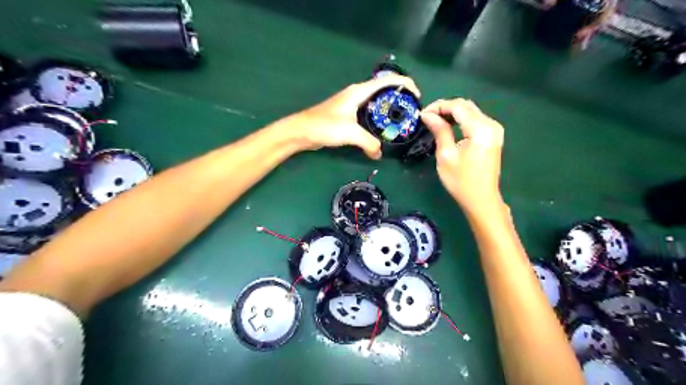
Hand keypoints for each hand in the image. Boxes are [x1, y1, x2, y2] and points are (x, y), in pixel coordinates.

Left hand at [287, 74, 416, 157]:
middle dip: (400, 99)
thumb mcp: (350, 133)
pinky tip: (382, 130)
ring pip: (376, 103)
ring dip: (389, 110)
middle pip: (384, 90)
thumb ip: (369, 143)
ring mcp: (352, 104)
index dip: (406, 84)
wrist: (301, 131)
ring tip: (401, 122)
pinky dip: (378, 119)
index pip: (388, 81)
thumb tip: (379, 154)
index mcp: (359, 91)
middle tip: (411, 113)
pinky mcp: (348, 115)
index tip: (417, 97)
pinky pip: (369, 114)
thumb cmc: (324, 126)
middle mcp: (357, 94)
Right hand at [422, 98, 505, 215]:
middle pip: (466, 106)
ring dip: (452, 113)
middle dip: (445, 108)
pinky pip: (475, 120)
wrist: (481, 199)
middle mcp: (491, 124)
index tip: (422, 115)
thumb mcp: (446, 155)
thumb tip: (427, 115)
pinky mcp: (493, 136)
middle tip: (427, 117)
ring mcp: (494, 130)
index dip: (438, 106)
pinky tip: (449, 127)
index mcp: (480, 129)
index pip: (457, 106)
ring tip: (435, 122)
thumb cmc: (461, 181)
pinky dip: (461, 120)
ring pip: (471, 111)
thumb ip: (439, 130)